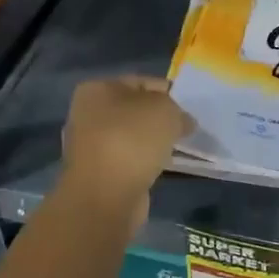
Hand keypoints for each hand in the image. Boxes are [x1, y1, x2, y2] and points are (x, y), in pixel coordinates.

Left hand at [61, 76, 192, 228]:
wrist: (106, 195)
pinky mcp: (99, 173)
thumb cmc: (132, 140)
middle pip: (135, 111)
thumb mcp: (164, 109)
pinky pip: (131, 160)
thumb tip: (182, 121)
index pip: (140, 82)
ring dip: (154, 142)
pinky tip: (165, 166)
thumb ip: (176, 109)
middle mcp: (88, 114)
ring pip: (133, 137)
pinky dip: (147, 162)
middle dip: (160, 118)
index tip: (190, 106)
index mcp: (97, 89)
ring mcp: (91, 146)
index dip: (168, 91)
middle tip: (188, 127)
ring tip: (181, 147)